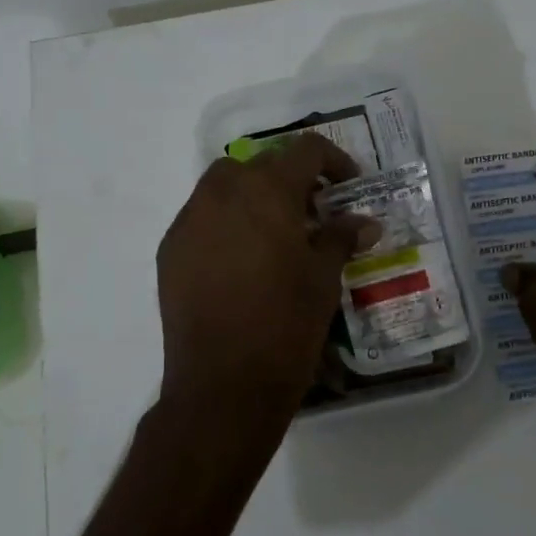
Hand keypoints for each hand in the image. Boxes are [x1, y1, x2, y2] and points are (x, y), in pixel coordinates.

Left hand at [156, 133, 376, 440]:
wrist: (223, 385)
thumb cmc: (285, 326)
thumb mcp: (324, 279)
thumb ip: (341, 237)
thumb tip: (365, 221)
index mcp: (266, 191)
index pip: (305, 150)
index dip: (334, 161)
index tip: (348, 186)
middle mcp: (222, 193)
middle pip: (260, 164)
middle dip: (290, 179)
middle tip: (312, 213)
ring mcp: (189, 220)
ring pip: (224, 186)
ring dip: (253, 197)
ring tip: (275, 236)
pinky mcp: (170, 249)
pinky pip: (201, 218)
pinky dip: (225, 223)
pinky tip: (241, 262)